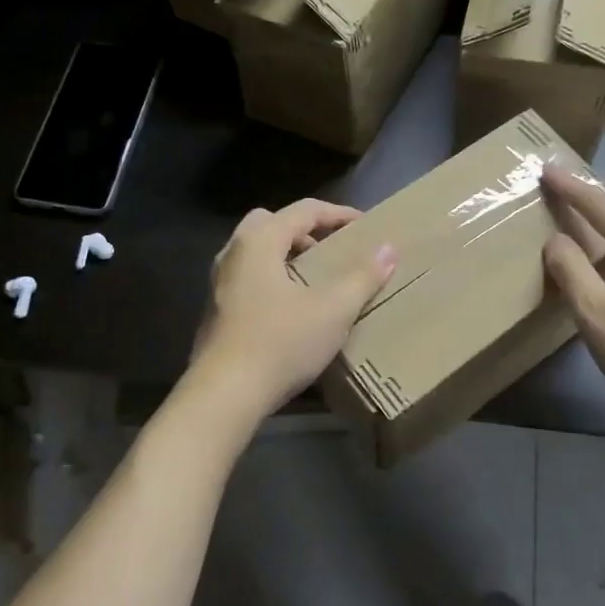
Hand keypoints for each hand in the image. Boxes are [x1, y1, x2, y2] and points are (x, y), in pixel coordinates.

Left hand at [191, 199, 396, 416]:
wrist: (224, 394)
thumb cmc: (280, 343)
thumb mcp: (332, 311)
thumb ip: (362, 277)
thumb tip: (388, 249)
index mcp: (259, 241)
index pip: (304, 210)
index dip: (338, 214)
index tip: (366, 226)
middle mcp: (233, 253)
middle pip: (272, 224)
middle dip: (305, 232)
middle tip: (332, 251)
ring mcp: (219, 283)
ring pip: (257, 253)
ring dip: (288, 257)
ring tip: (317, 281)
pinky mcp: (216, 311)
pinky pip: (249, 279)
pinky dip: (273, 280)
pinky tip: (293, 310)